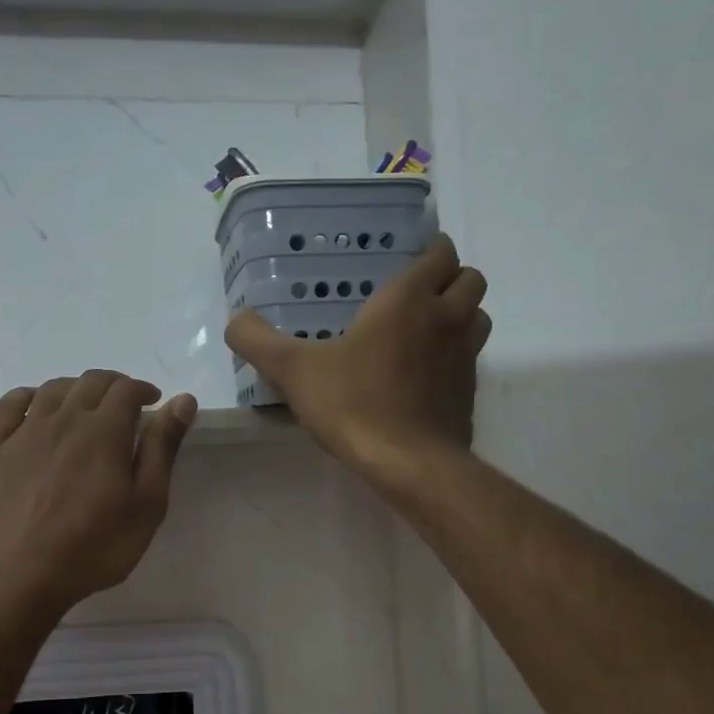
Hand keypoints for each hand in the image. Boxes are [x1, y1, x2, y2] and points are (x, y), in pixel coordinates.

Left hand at [0, 372, 197, 614]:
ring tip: (88, 406)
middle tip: (126, 405)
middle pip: (91, 381)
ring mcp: (27, 431)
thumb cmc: (96, 545)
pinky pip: (10, 405)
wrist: (23, 574)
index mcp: (104, 430)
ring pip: (53, 388)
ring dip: (77, 387)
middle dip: (114, 385)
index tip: (154, 403)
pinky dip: (29, 396)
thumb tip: (183, 401)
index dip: (143, 390)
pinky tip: (38, 407)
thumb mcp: (147, 503)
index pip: (126, 389)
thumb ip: (163, 448)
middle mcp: (64, 418)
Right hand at [226, 233, 488, 484]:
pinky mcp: (469, 393)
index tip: (409, 257)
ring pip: (478, 318)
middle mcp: (446, 320)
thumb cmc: (354, 404)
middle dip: (450, 279)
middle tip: (416, 293)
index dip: (431, 250)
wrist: (408, 463)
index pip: (441, 253)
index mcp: (408, 300)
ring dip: (460, 315)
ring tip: (424, 330)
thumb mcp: (293, 370)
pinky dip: (455, 357)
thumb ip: (258, 341)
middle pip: (471, 279)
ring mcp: (464, 358)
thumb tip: (235, 320)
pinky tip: (423, 376)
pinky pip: (470, 360)